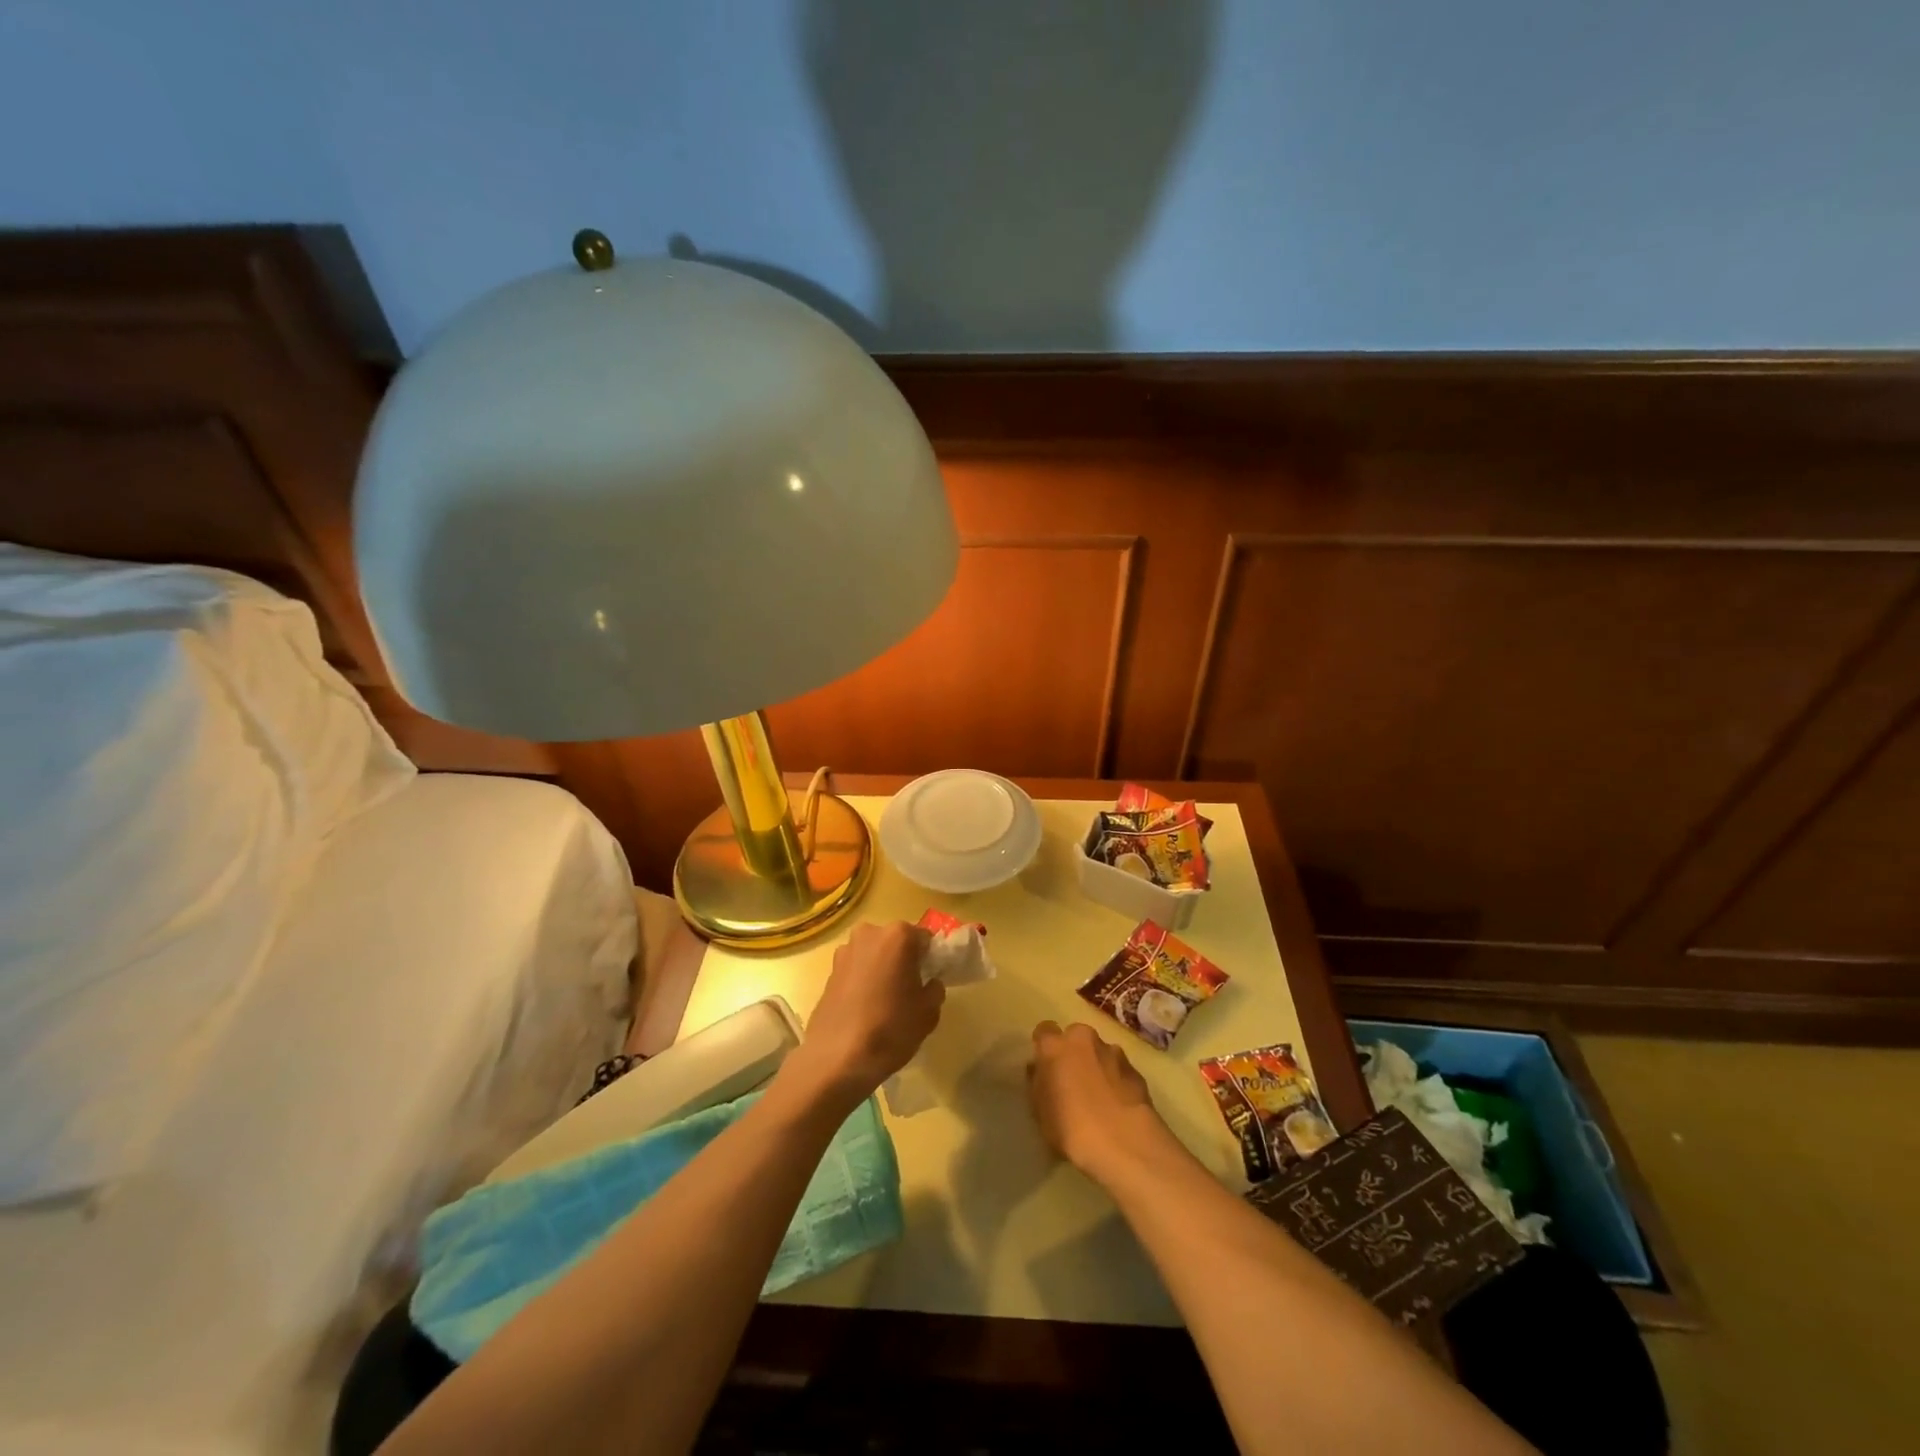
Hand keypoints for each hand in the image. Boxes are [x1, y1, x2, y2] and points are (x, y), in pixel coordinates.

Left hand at [790, 921, 942, 1105]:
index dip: (930, 959)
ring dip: (881, 968)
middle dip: (903, 960)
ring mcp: (845, 951)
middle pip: (895, 942)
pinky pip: (856, 969)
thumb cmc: (891, 1028)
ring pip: (874, 955)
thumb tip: (930, 983)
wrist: (838, 1057)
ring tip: (885, 1000)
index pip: (924, 939)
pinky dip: (863, 980)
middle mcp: (870, 933)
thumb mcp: (929, 1012)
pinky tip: (865, 1007)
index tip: (931, 978)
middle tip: (909, 989)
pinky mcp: (829, 971)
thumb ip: (935, 989)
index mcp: (898, 936)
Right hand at [1027, 1020, 1171, 1182]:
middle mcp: (1084, 1039)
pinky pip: (1119, 1069)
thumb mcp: (1039, 1110)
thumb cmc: (1071, 1127)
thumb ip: (1038, 1082)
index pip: (1044, 1031)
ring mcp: (1113, 1051)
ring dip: (1097, 1065)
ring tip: (1099, 1096)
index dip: (1044, 1047)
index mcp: (1055, 1046)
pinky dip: (1116, 1080)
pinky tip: (1118, 1105)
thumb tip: (1039, 1069)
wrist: (1123, 1141)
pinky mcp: (1135, 1069)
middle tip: (1072, 1081)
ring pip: (1099, 1052)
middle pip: (1075, 1037)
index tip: (1045, 1066)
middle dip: (1073, 1053)